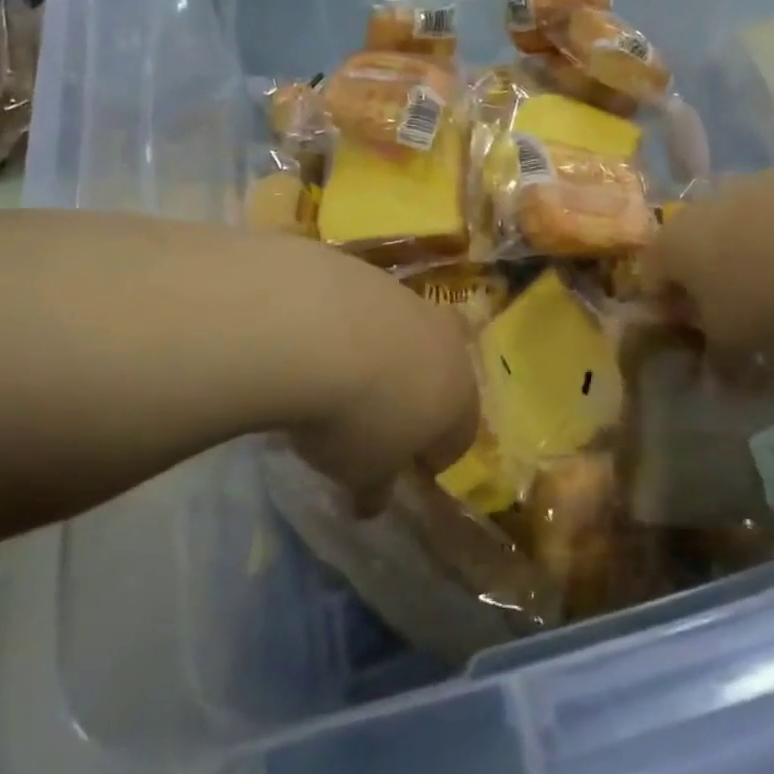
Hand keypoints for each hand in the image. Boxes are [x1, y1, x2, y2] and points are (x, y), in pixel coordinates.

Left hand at [262, 237, 480, 510]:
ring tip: (337, 378)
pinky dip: (348, 325)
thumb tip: (371, 502)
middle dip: (416, 396)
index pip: (459, 437)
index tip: (401, 469)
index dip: (432, 457)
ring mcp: (409, 300)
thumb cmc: (355, 417)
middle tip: (376, 419)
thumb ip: (374, 486)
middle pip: (440, 374)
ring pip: (404, 334)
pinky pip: (366, 308)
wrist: (315, 327)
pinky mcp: (369, 271)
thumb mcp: (362, 470)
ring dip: (382, 355)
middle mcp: (445, 342)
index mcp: (459, 397)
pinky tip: (314, 342)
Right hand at [643, 157, 773, 356]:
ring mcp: (743, 187)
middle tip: (739, 321)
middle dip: (709, 289)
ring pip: (733, 235)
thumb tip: (714, 377)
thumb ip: (718, 358)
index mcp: (669, 246)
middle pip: (691, 255)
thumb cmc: (769, 285)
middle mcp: (697, 210)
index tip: (701, 342)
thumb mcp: (737, 339)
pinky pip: (772, 221)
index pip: (650, 283)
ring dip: (747, 264)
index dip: (670, 318)